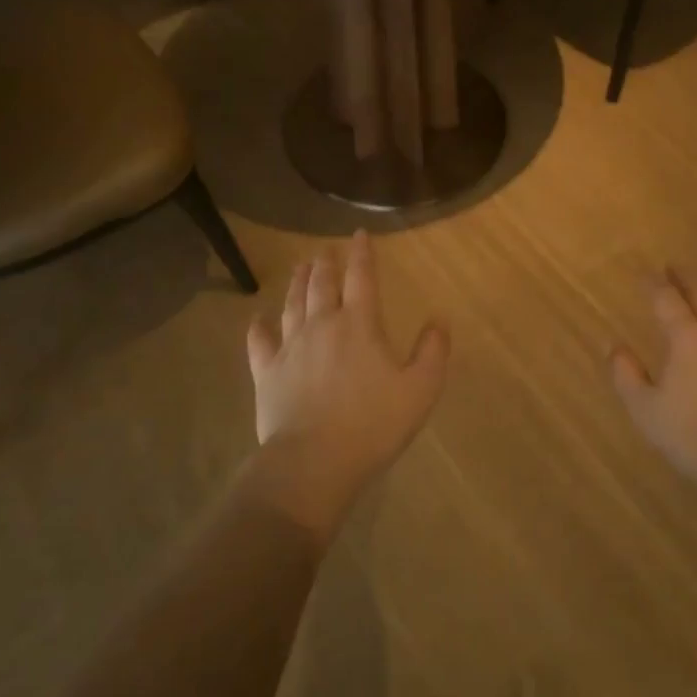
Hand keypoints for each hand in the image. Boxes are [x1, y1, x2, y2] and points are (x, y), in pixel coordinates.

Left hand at [245, 232, 450, 535]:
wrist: (314, 461)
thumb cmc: (374, 424)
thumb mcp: (421, 389)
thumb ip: (433, 351)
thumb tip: (438, 320)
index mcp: (360, 324)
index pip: (362, 277)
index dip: (361, 253)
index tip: (359, 235)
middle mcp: (322, 325)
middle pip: (322, 284)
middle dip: (326, 263)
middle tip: (326, 250)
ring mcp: (290, 347)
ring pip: (292, 303)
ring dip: (298, 282)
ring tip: (301, 267)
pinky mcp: (266, 372)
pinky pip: (259, 341)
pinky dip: (259, 326)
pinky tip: (258, 319)